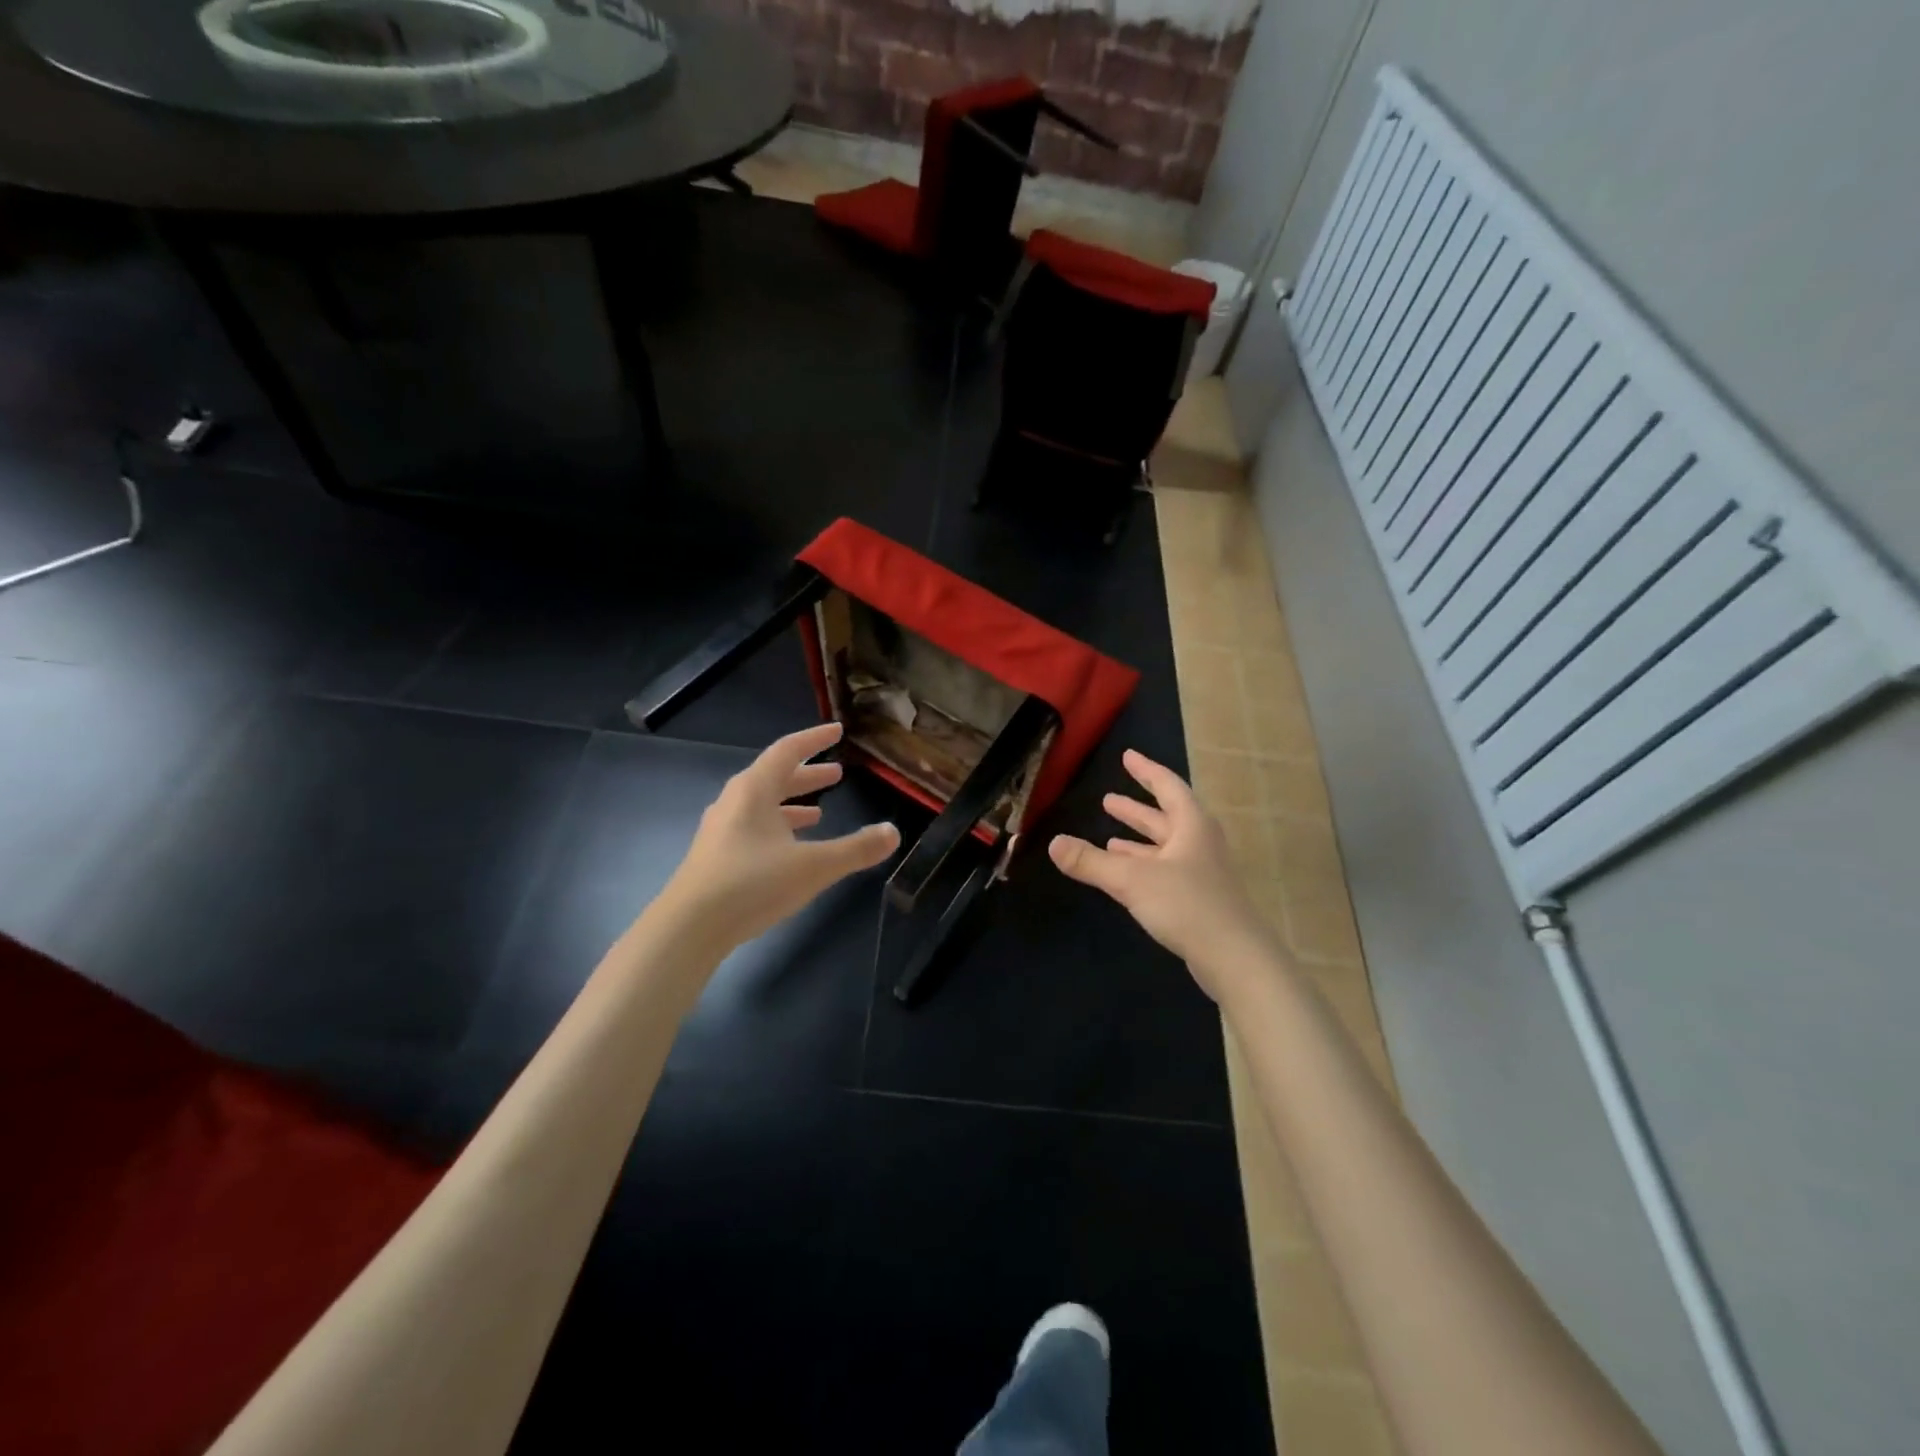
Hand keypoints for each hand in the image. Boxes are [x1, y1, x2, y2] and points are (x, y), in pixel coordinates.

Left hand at [664, 722, 899, 952]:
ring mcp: (721, 830)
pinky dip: (777, 827)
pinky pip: (753, 827)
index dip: (815, 739)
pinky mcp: (716, 856)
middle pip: (775, 777)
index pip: (788, 751)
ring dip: (793, 803)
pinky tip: (790, 849)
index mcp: (754, 790)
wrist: (688, 928)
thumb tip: (894, 833)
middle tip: (837, 773)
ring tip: (820, 812)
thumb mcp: (814, 866)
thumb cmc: (752, 884)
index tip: (837, 731)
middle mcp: (734, 802)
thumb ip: (856, 849)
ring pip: (762, 805)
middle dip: (808, 774)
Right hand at [1049, 749, 1278, 1002]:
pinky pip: (1165, 872)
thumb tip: (1053, 843)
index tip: (1128, 756)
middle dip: (1136, 810)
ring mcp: (1201, 874)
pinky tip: (1124, 876)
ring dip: (1138, 841)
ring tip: (1108, 838)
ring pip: (1165, 848)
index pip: (1167, 786)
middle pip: (1166, 817)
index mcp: (1191, 826)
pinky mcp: (1199, 901)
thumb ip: (1090, 862)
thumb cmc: (1186, 905)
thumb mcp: (1131, 879)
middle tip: (1107, 800)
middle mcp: (1199, 844)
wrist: (1235, 958)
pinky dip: (1143, 867)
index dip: (1146, 770)